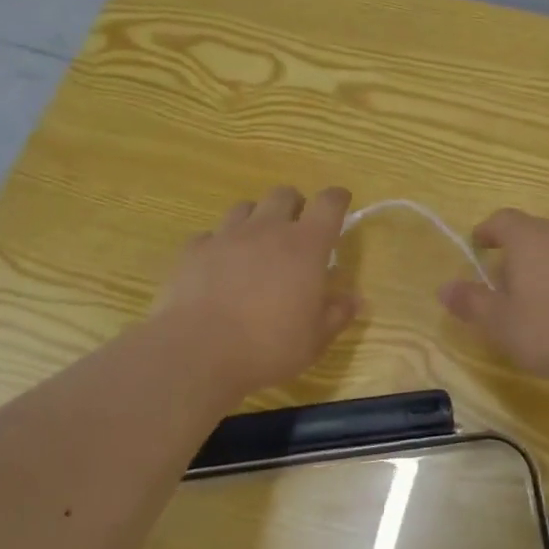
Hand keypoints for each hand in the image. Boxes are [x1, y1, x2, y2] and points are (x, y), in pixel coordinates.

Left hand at [156, 186, 361, 394]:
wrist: (198, 354)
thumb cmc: (268, 347)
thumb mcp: (314, 340)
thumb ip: (336, 314)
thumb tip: (354, 299)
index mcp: (305, 246)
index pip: (329, 203)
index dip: (337, 199)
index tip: (341, 203)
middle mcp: (267, 229)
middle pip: (284, 194)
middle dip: (295, 205)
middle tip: (296, 231)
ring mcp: (227, 236)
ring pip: (245, 207)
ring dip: (257, 219)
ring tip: (257, 245)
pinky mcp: (194, 250)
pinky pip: (210, 235)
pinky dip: (219, 244)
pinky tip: (219, 266)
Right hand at [439, 208, 548, 389]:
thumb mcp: (503, 324)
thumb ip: (472, 303)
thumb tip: (444, 288)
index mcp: (529, 238)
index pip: (501, 219)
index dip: (486, 232)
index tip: (477, 248)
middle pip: (530, 233)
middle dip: (512, 255)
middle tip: (501, 289)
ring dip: (540, 267)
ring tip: (534, 303)